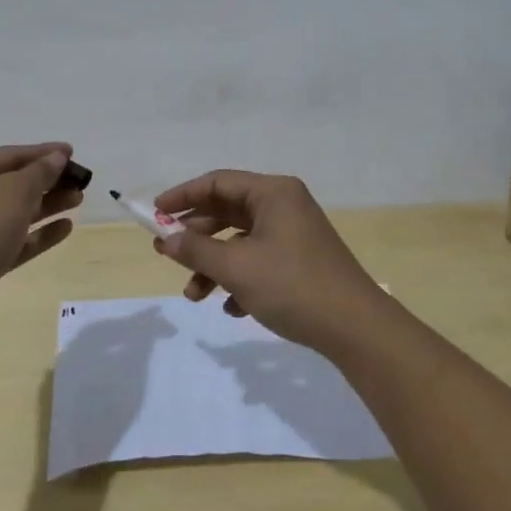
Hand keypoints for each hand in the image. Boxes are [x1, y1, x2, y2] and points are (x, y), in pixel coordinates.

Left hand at [0, 143, 81, 336]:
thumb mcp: (15, 191)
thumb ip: (40, 171)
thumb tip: (56, 157)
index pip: (7, 155)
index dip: (42, 153)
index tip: (72, 152)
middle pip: (10, 183)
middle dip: (47, 181)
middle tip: (79, 181)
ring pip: (12, 212)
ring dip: (46, 205)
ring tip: (78, 200)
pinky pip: (11, 240)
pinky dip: (37, 233)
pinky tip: (65, 228)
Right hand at [150, 169, 386, 351]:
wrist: (355, 328)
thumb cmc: (292, 286)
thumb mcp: (236, 268)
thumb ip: (195, 250)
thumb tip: (165, 239)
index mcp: (273, 193)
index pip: (217, 182)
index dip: (182, 196)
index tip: (154, 215)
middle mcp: (284, 205)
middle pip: (228, 211)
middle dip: (196, 237)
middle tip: (167, 254)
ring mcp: (294, 234)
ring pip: (241, 241)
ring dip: (214, 265)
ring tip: (195, 296)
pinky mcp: (301, 261)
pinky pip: (259, 260)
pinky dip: (239, 279)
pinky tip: (232, 308)